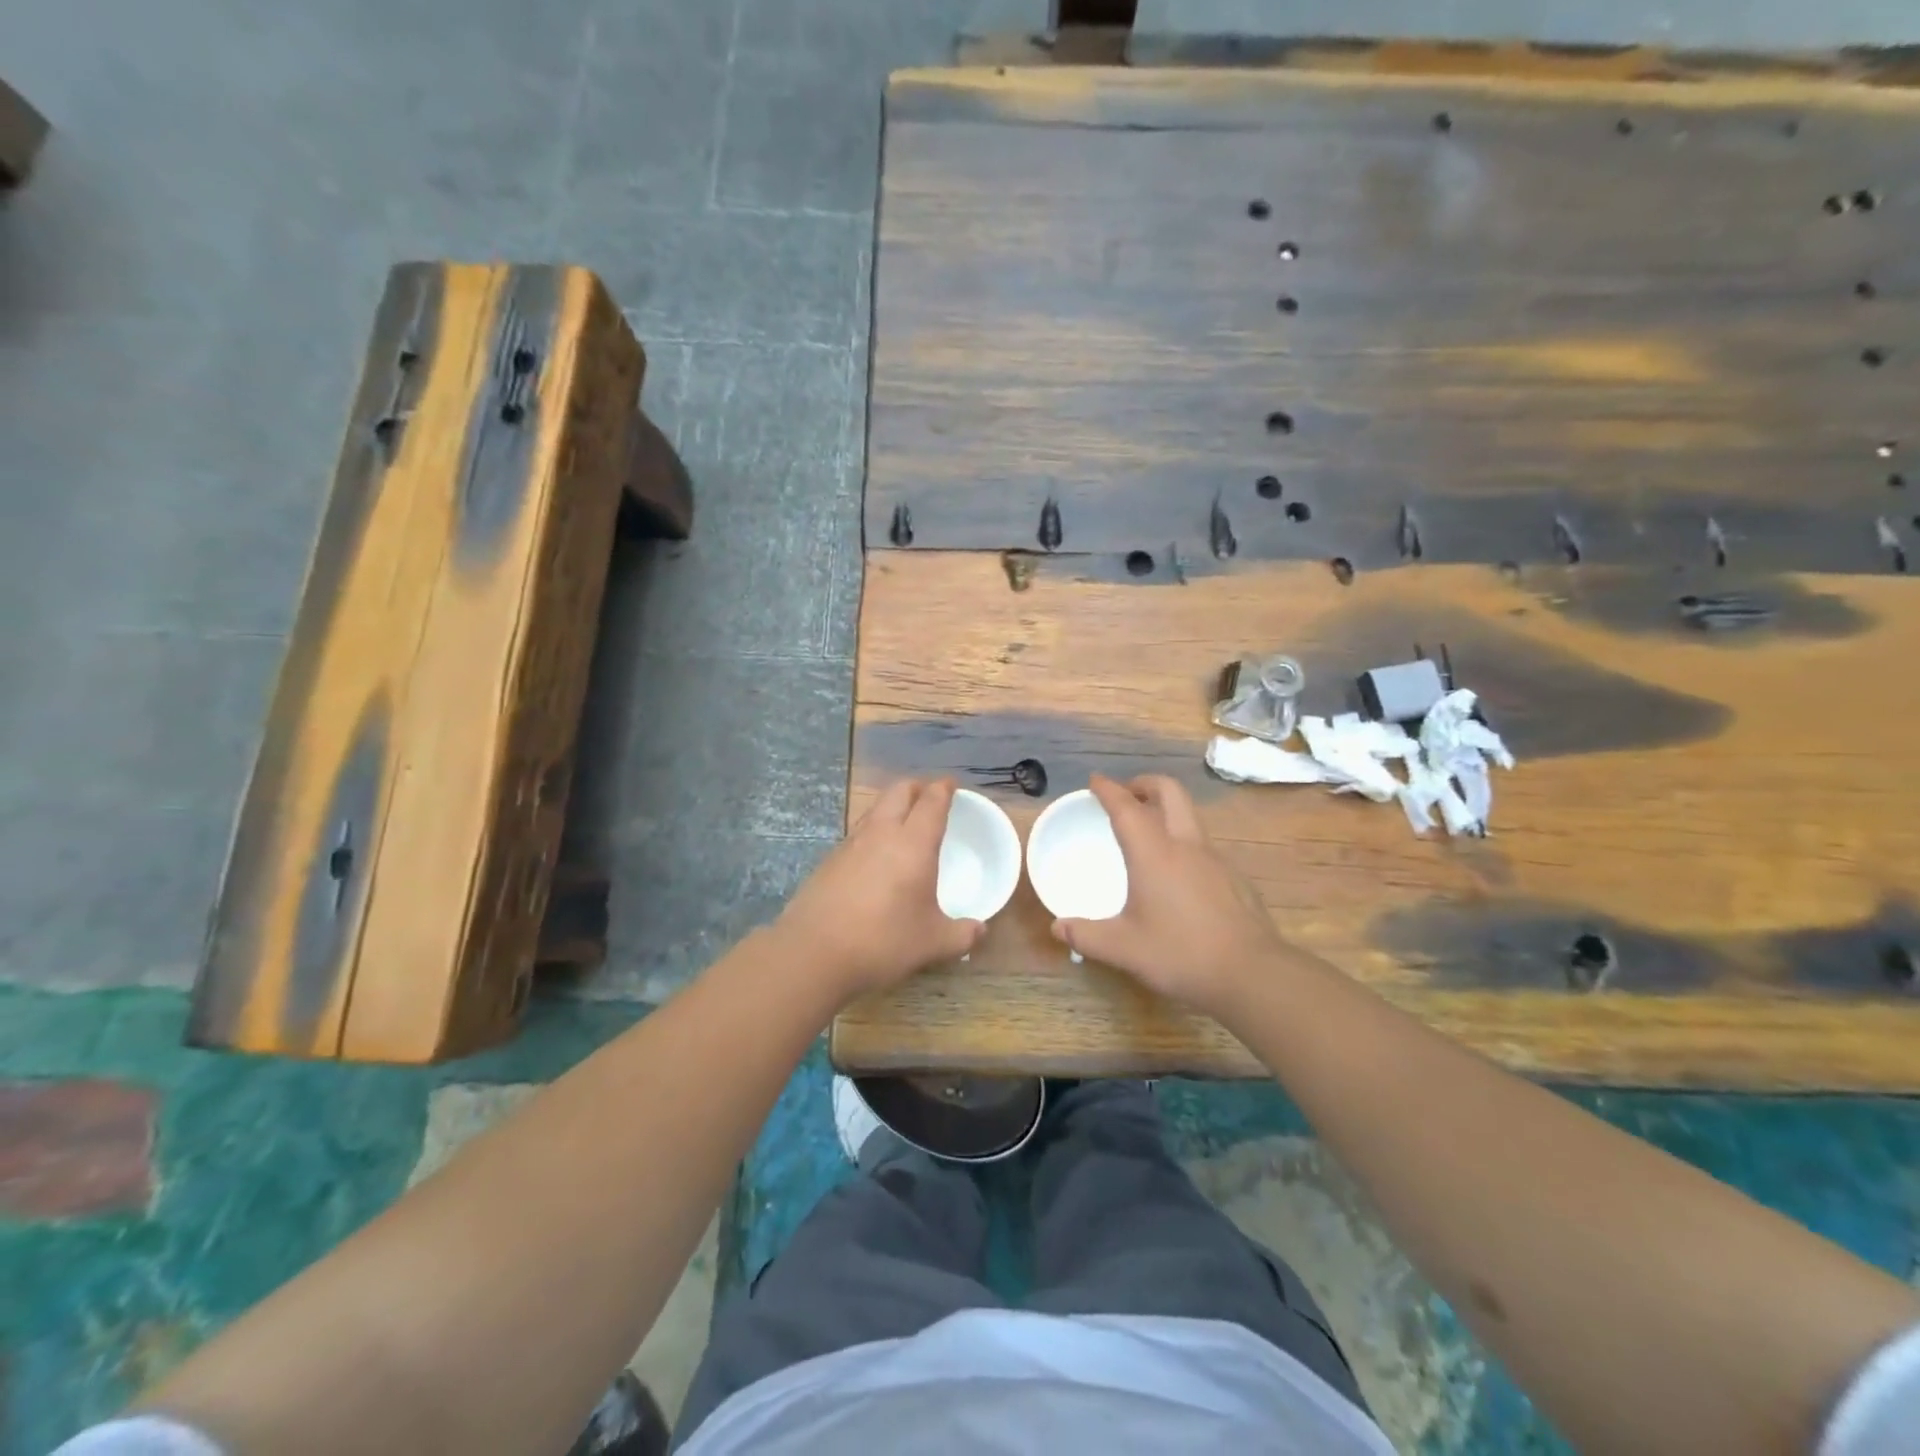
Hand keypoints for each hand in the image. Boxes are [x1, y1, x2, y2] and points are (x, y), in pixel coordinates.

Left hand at [777, 777, 982, 999]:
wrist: (814, 952)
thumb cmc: (883, 941)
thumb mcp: (933, 943)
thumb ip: (962, 935)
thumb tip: (980, 931)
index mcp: (914, 843)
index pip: (931, 801)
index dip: (943, 789)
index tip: (951, 785)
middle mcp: (881, 833)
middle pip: (899, 792)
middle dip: (916, 788)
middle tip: (928, 797)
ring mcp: (850, 844)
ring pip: (875, 809)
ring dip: (891, 807)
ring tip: (903, 822)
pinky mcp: (829, 860)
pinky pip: (857, 833)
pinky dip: (872, 832)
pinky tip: (874, 857)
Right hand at [1052, 774, 1286, 1019]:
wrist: (1253, 975)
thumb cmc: (1181, 954)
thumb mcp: (1124, 949)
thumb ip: (1087, 936)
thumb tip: (1058, 927)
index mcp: (1154, 854)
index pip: (1127, 808)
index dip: (1109, 790)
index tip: (1095, 781)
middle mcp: (1186, 846)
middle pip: (1169, 792)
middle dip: (1145, 784)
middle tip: (1127, 793)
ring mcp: (1216, 860)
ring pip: (1190, 816)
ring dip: (1167, 811)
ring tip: (1148, 833)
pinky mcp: (1235, 878)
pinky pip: (1204, 845)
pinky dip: (1184, 841)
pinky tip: (1178, 874)